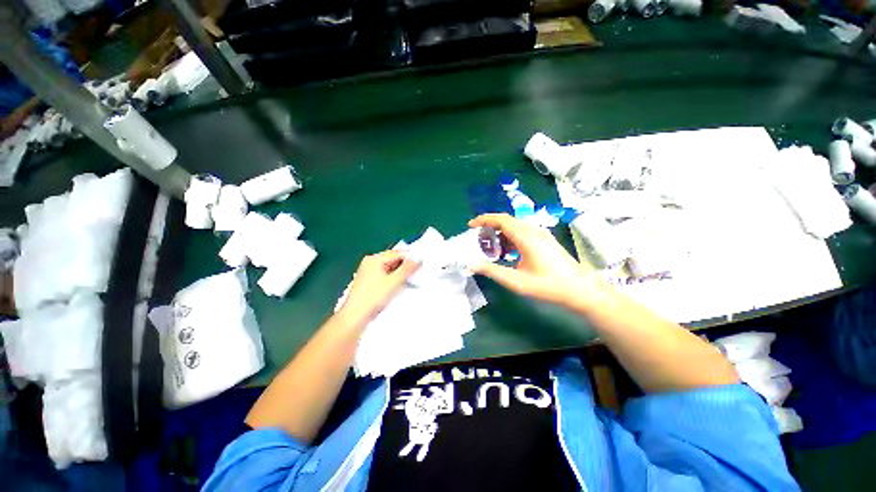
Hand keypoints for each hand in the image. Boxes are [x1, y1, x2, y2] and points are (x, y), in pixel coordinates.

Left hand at [336, 251, 419, 327]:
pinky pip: (385, 276)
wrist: (355, 317)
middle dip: (406, 265)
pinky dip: (394, 279)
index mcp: (374, 259)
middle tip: (419, 271)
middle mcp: (370, 263)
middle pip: (392, 260)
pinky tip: (401, 285)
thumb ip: (407, 269)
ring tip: (412, 279)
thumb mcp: (394, 282)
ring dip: (401, 273)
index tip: (423, 263)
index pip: (396, 253)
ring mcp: (368, 273)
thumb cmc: (374, 297)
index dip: (410, 257)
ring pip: (390, 269)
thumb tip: (418, 258)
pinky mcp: (369, 283)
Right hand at [469, 214, 603, 309]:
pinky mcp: (545, 240)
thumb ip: (492, 271)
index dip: (484, 220)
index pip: (501, 220)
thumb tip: (471, 265)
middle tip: (477, 237)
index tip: (470, 225)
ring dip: (500, 232)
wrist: (581, 290)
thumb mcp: (516, 281)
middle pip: (507, 221)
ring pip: (515, 226)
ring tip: (490, 246)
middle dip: (490, 226)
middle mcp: (534, 231)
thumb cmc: (548, 286)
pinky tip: (507, 251)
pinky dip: (510, 238)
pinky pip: (523, 232)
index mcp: (526, 237)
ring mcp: (541, 234)